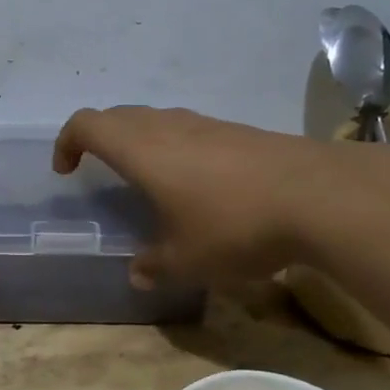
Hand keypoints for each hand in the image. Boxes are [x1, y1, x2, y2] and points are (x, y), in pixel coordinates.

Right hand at [52, 106, 342, 287]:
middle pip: (118, 115)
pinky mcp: (240, 131)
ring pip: (156, 119)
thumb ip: (154, 265)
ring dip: (139, 140)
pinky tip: (198, 184)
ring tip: (148, 179)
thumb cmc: (235, 225)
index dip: (67, 142)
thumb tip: (138, 273)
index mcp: (141, 150)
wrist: (322, 196)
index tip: (67, 170)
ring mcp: (207, 124)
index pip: (87, 124)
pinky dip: (176, 146)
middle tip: (100, 170)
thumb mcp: (186, 260)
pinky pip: (189, 129)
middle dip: (100, 138)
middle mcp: (168, 127)